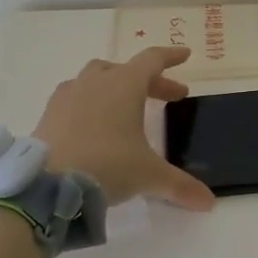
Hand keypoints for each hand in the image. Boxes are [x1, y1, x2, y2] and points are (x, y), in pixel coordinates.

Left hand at [34, 47, 215, 210]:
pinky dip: (90, 103)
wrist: (48, 183)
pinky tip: (92, 123)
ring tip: (126, 107)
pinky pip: (74, 97)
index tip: (185, 54)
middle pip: (127, 70)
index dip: (170, 57)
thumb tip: (209, 203)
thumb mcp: (148, 175)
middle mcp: (95, 81)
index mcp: (124, 84)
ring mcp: (68, 95)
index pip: (152, 59)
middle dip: (150, 82)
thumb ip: (180, 186)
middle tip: (169, 98)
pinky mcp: (49, 113)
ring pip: (96, 78)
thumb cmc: (107, 165)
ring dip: (115, 86)